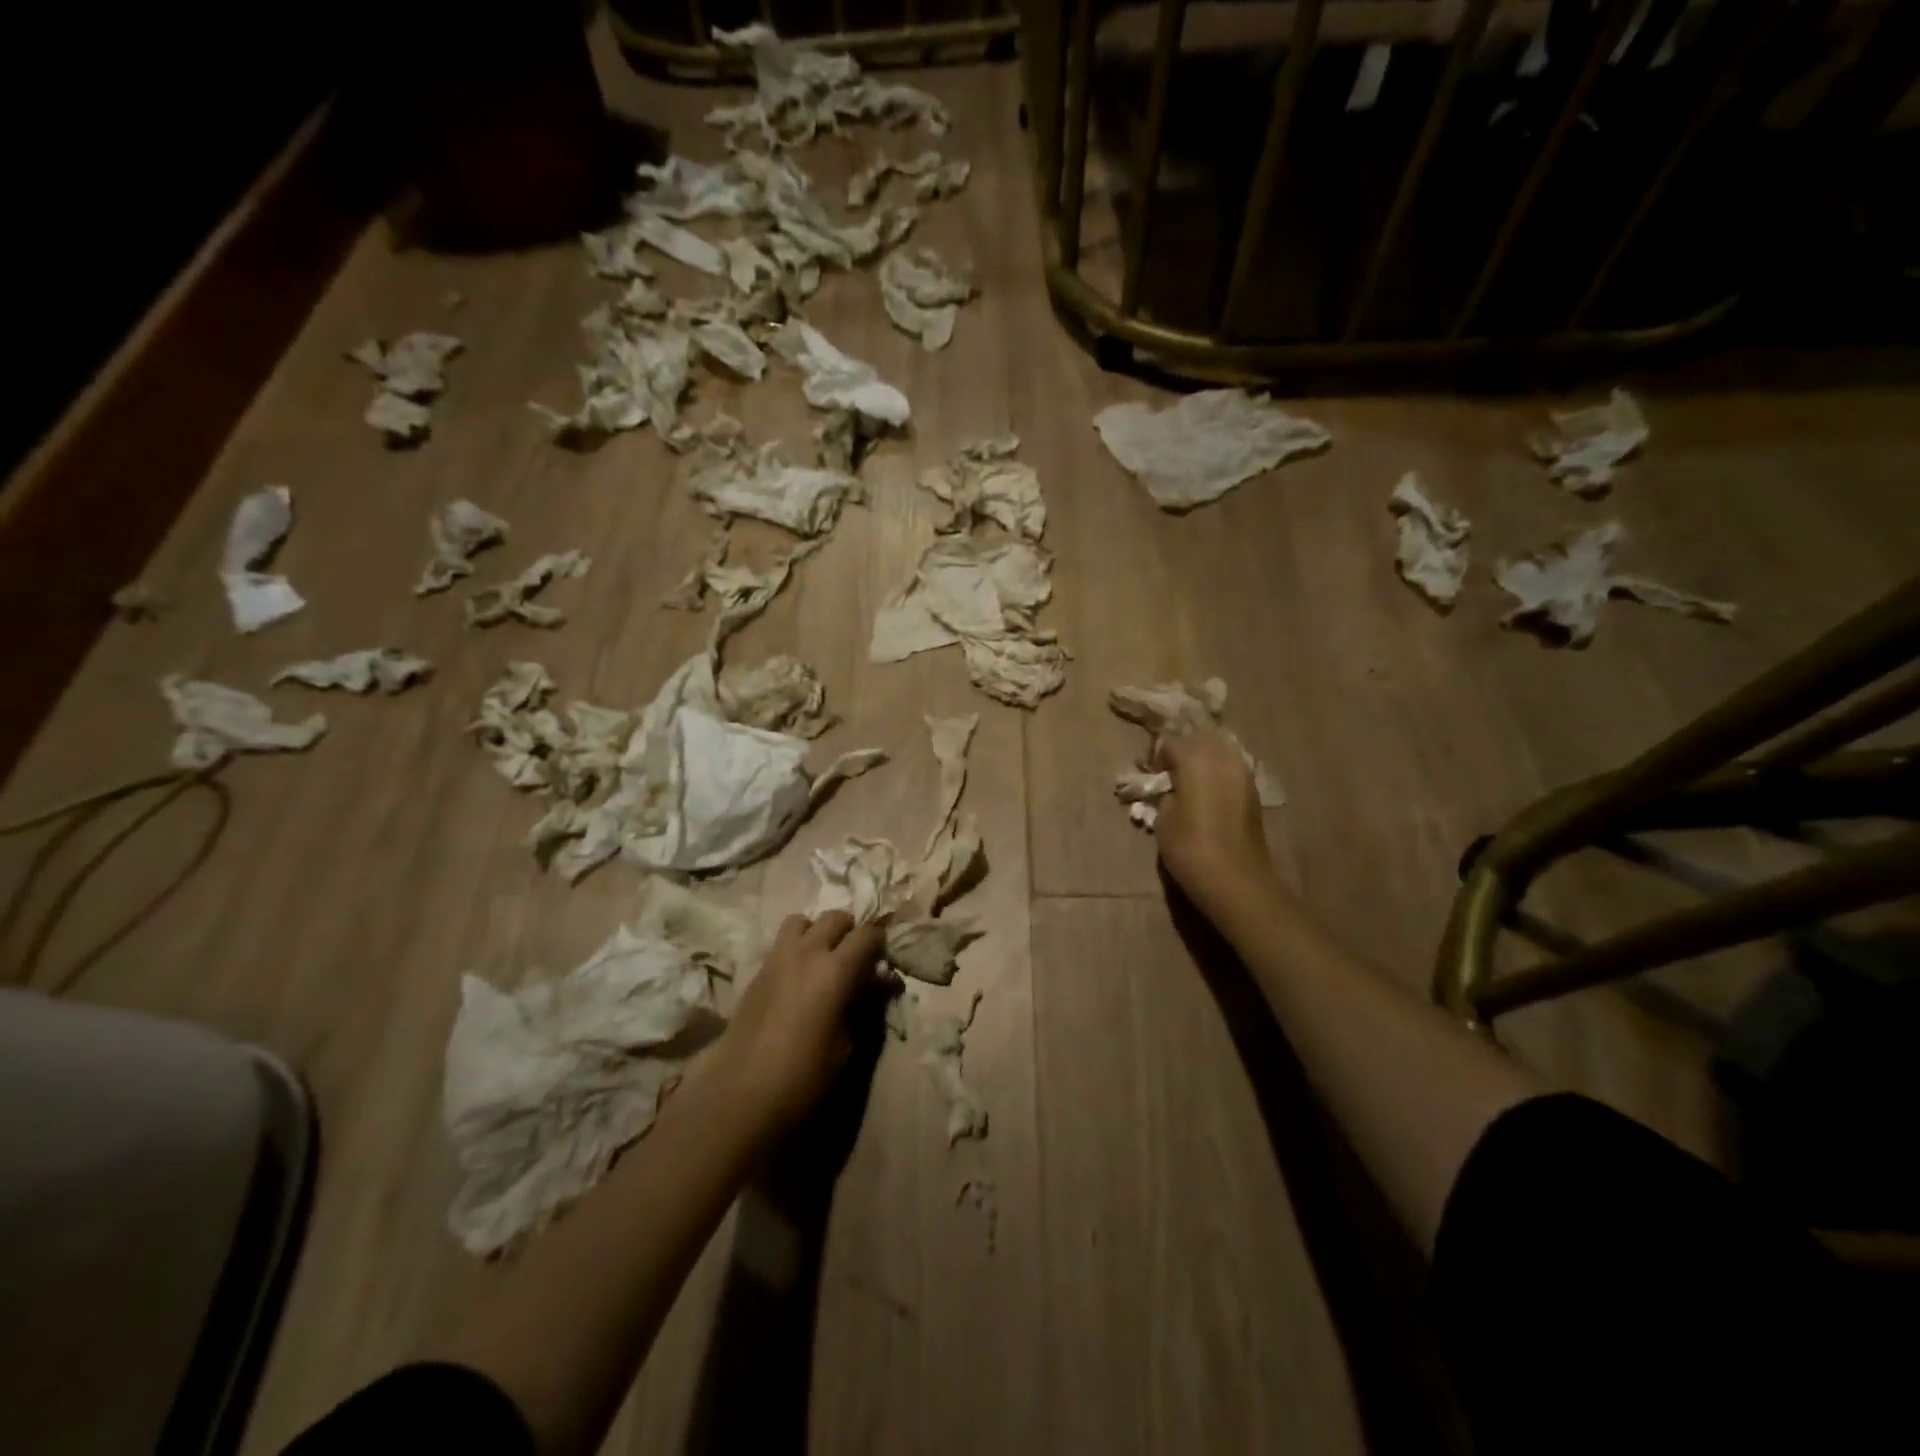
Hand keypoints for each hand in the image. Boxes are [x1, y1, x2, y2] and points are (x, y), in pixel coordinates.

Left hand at [710, 911, 885, 1138]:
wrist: (739, 1096)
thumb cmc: (804, 1077)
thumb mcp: (847, 1045)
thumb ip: (865, 1005)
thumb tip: (879, 982)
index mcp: (836, 970)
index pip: (868, 934)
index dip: (880, 943)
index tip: (884, 961)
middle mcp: (807, 952)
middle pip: (835, 917)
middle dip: (850, 932)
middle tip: (856, 959)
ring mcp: (777, 958)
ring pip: (803, 921)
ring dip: (817, 932)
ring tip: (822, 960)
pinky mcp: (756, 971)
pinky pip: (781, 943)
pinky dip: (796, 948)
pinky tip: (797, 979)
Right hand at [1152, 729, 1277, 921]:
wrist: (1236, 880)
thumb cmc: (1190, 848)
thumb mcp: (1163, 818)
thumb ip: (1165, 791)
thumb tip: (1170, 785)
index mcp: (1196, 759)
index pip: (1170, 740)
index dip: (1157, 755)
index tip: (1150, 775)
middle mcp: (1223, 757)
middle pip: (1198, 739)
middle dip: (1182, 751)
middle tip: (1168, 774)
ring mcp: (1243, 772)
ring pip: (1218, 750)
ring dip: (1202, 759)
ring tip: (1188, 781)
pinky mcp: (1253, 789)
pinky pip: (1231, 767)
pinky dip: (1217, 772)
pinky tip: (1207, 791)